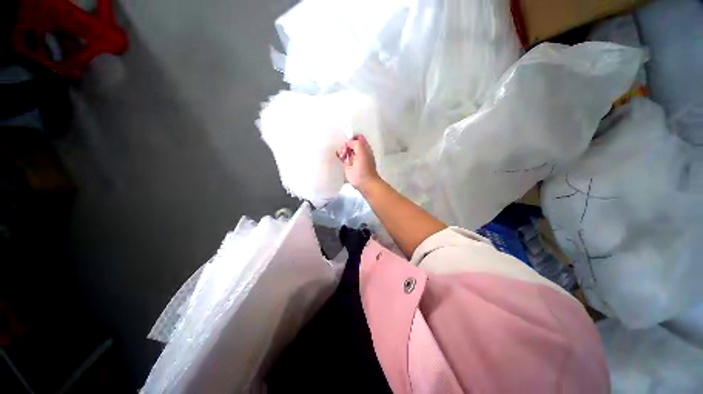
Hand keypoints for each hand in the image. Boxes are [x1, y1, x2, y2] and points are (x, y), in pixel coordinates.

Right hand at [336, 135, 379, 192]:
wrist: (365, 183)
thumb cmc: (364, 168)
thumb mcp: (362, 151)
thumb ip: (355, 143)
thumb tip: (348, 143)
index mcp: (364, 147)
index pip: (357, 137)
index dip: (351, 137)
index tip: (347, 142)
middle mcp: (359, 152)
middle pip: (350, 143)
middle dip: (345, 144)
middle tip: (344, 151)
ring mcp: (353, 158)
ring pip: (345, 149)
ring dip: (342, 150)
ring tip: (342, 156)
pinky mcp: (348, 165)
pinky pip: (342, 157)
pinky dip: (340, 156)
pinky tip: (340, 158)